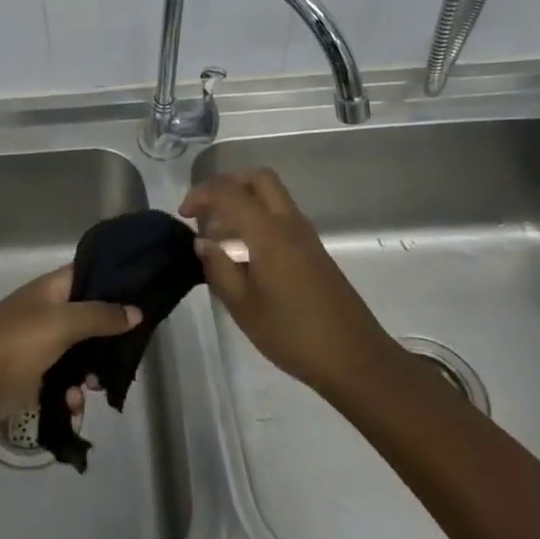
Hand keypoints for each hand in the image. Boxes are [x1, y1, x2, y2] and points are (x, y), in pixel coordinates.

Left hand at [0, 267, 139, 429]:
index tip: (143, 295)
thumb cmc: (13, 344)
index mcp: (51, 290)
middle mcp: (47, 313)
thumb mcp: (60, 324)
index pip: (88, 274)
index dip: (113, 281)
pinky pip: (62, 383)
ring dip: (90, 372)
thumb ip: (99, 316)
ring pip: (78, 354)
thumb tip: (135, 311)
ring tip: (96, 387)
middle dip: (108, 337)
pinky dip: (70, 394)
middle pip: (88, 318)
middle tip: (126, 354)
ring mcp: (39, 345)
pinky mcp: (32, 377)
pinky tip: (72, 407)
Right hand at [182, 169, 395, 397]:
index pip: (229, 192)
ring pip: (271, 196)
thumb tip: (203, 242)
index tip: (184, 215)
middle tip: (206, 211)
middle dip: (227, 184)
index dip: (201, 195)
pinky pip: (281, 217)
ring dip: (243, 203)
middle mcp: (289, 224)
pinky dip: (257, 220)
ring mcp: (306, 236)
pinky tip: (245, 255)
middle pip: (258, 179)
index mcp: (269, 233)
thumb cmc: (293, 334)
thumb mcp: (243, 306)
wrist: (355, 360)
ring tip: (220, 238)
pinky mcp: (314, 251)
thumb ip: (218, 268)